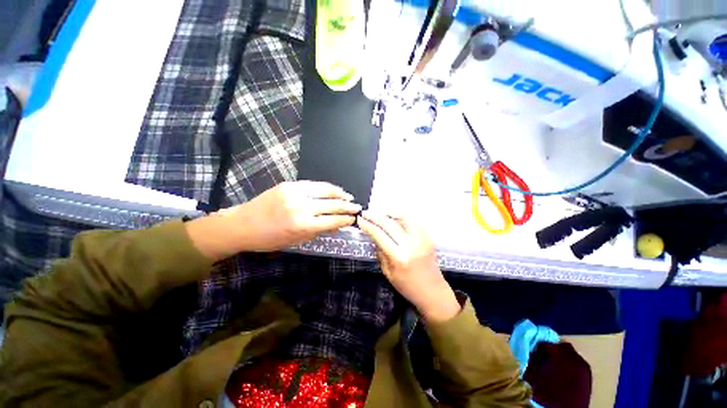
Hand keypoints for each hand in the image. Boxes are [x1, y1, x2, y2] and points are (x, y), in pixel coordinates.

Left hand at [187, 181, 359, 260]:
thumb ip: (318, 231)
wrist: (242, 224)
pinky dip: (326, 188)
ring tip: (348, 197)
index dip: (346, 220)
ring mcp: (295, 193)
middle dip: (348, 206)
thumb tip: (336, 225)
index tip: (355, 219)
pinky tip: (333, 190)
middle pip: (333, 204)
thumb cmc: (268, 239)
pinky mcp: (290, 185)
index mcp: (303, 225)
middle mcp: (302, 207)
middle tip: (357, 208)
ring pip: (325, 190)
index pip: (333, 220)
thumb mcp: (296, 241)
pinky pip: (314, 185)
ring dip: (340, 194)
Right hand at [357, 211, 460, 322]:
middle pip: (389, 224)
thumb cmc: (407, 286)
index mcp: (399, 257)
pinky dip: (401, 217)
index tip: (360, 220)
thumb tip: (374, 236)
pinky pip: (412, 221)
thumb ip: (380, 252)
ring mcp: (422, 239)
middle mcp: (411, 245)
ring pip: (403, 217)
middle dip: (375, 216)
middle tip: (366, 213)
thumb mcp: (387, 273)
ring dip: (388, 214)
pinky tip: (393, 218)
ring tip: (379, 214)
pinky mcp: (428, 236)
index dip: (368, 225)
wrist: (433, 291)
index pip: (380, 235)